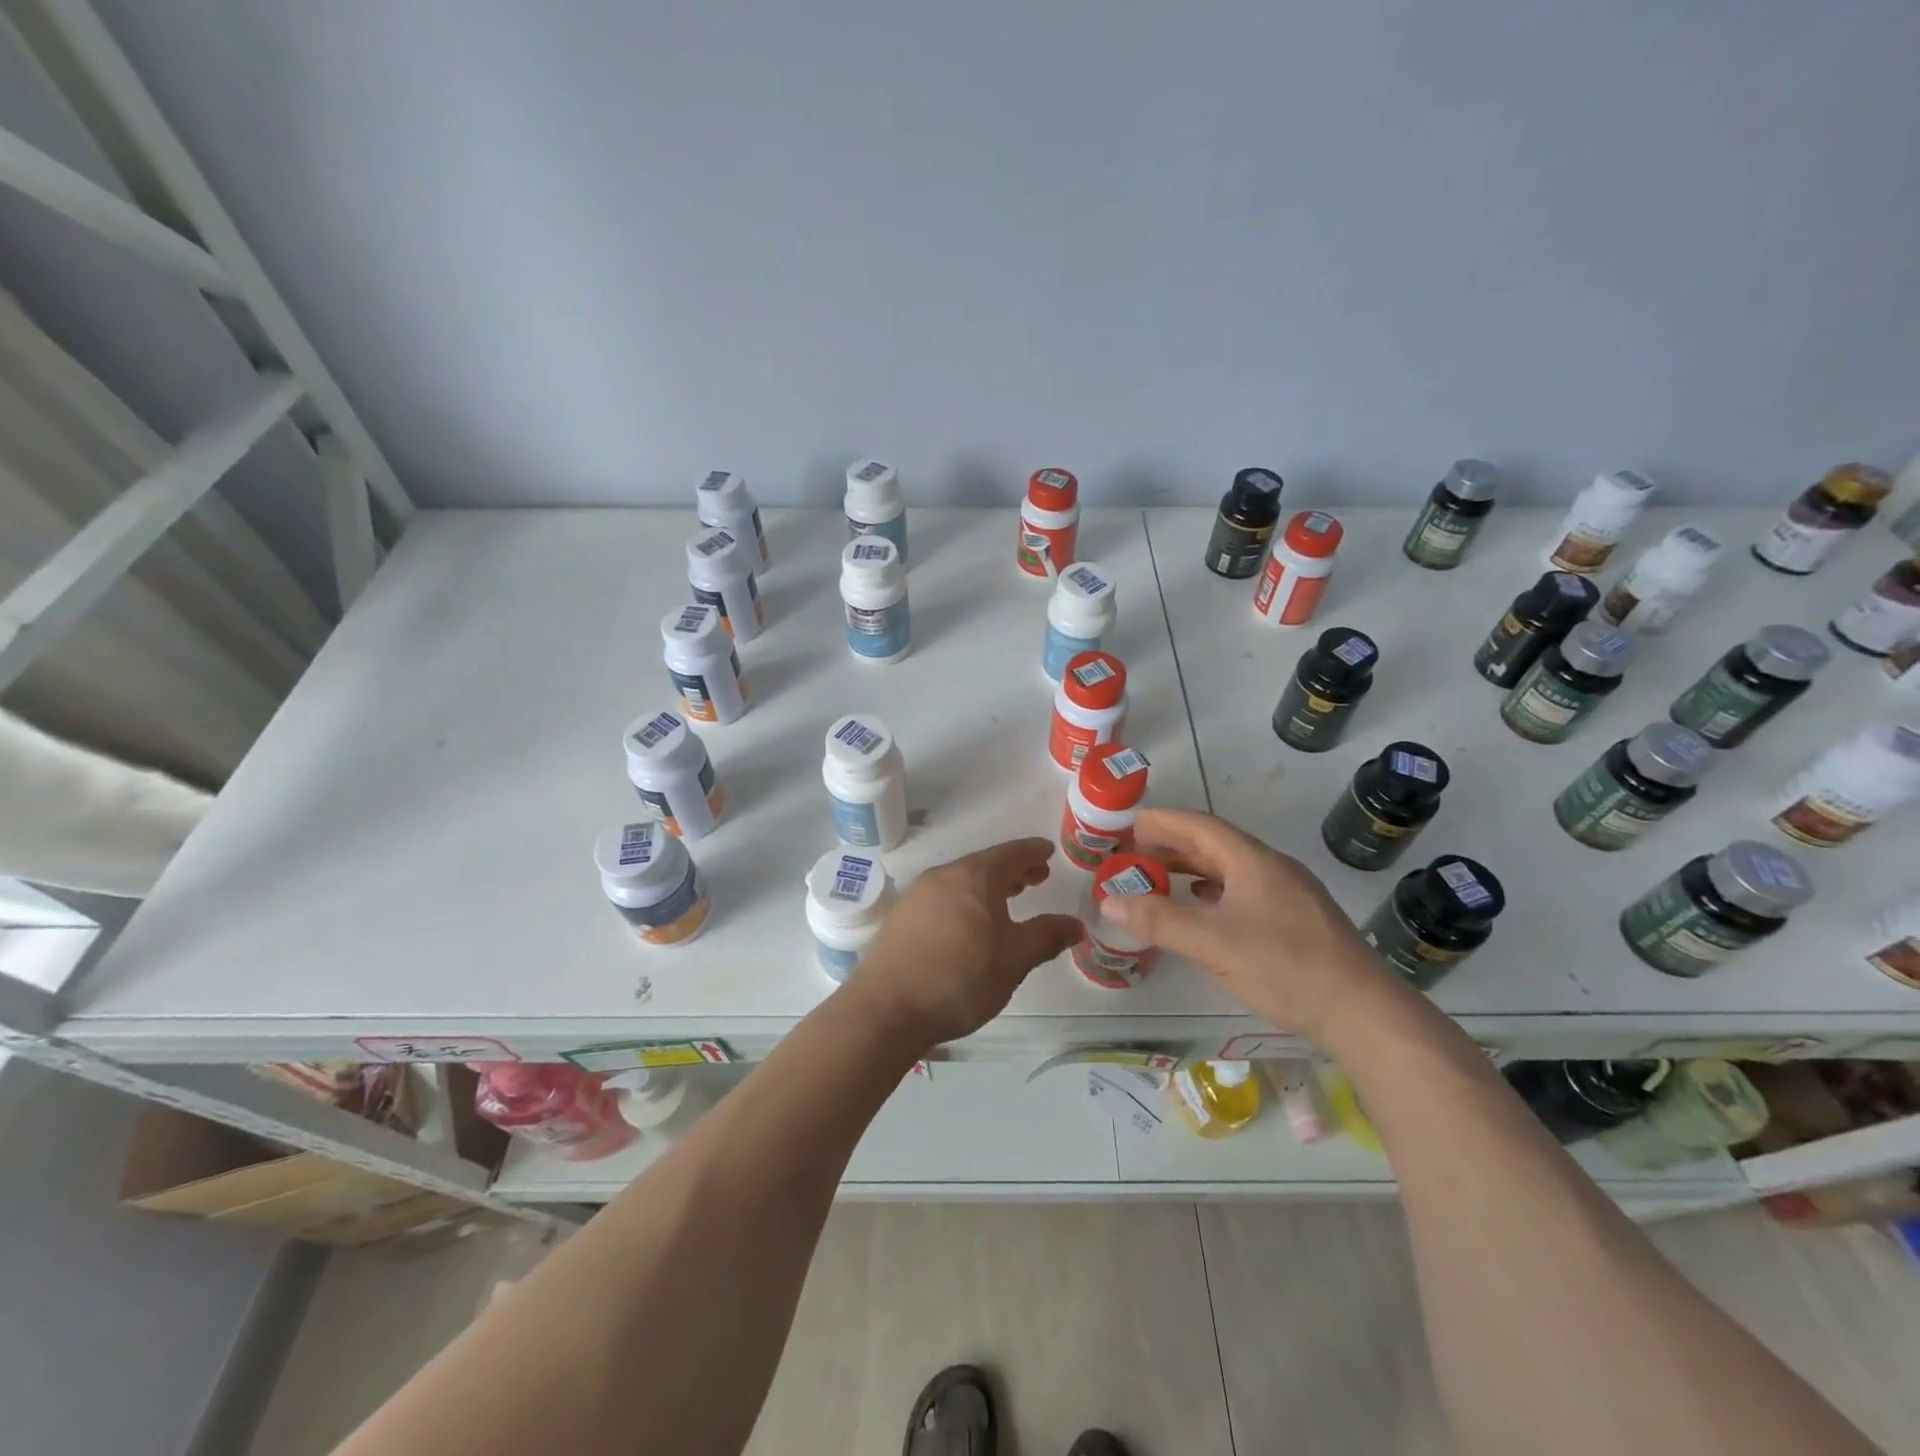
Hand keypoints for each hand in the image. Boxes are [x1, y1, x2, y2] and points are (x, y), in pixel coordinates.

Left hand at [846, 838, 1082, 1049]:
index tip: (1049, 851)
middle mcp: (944, 876)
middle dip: (1013, 869)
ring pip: (962, 880)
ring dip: (988, 886)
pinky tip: (970, 924)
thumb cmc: (960, 979)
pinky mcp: (901, 917)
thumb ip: (1046, 937)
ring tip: (1007, 900)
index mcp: (974, 877)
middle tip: (1037, 877)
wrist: (886, 1008)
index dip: (1033, 852)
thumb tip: (1074, 924)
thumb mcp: (1013, 960)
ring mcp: (918, 895)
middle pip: (984, 864)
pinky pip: (943, 896)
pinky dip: (965, 900)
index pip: (1011, 853)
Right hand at [1097, 808, 1396, 1043]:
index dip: (1162, 821)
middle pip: (1214, 845)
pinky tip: (1202, 911)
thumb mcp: (1212, 943)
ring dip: (1192, 870)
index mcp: (1253, 861)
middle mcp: (1272, 869)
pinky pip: (1243, 892)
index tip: (1129, 824)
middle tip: (1134, 854)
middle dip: (1172, 846)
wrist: (1364, 1014)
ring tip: (1158, 880)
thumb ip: (1158, 920)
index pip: (1200, 826)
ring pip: (1230, 870)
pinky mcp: (1296, 922)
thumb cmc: (1285, 967)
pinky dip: (1213, 893)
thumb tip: (1108, 900)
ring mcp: (1288, 895)